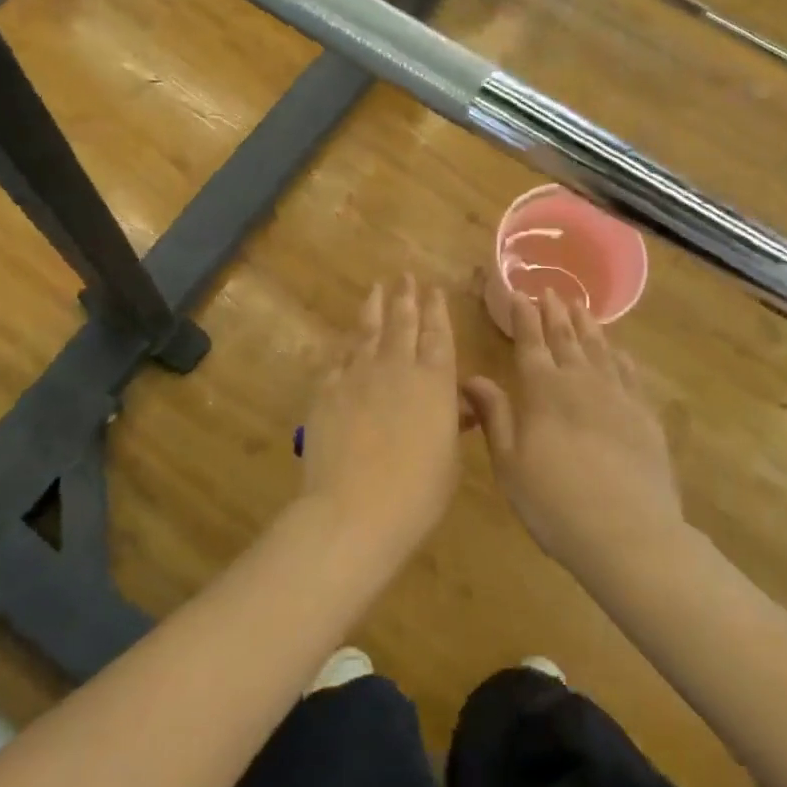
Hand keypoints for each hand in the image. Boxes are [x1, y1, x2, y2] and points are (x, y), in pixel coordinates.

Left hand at [299, 276, 463, 558]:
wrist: (355, 509)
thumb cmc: (417, 493)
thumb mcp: (448, 459)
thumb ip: (452, 422)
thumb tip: (458, 403)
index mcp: (434, 381)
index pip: (437, 333)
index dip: (436, 309)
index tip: (434, 289)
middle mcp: (397, 367)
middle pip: (402, 322)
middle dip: (405, 297)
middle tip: (405, 277)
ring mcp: (358, 374)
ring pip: (368, 331)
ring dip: (374, 308)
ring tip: (376, 289)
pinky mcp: (327, 389)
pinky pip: (338, 358)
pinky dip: (345, 345)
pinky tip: (347, 340)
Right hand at [462, 291, 683, 578]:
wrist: (628, 532)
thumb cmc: (554, 502)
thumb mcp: (509, 463)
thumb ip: (494, 415)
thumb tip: (472, 378)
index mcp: (542, 389)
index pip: (530, 341)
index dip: (523, 316)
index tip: (518, 293)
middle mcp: (579, 380)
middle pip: (566, 337)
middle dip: (555, 312)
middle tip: (550, 291)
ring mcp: (616, 395)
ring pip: (599, 348)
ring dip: (587, 325)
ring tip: (581, 306)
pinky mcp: (644, 414)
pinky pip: (629, 373)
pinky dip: (620, 356)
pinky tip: (618, 350)